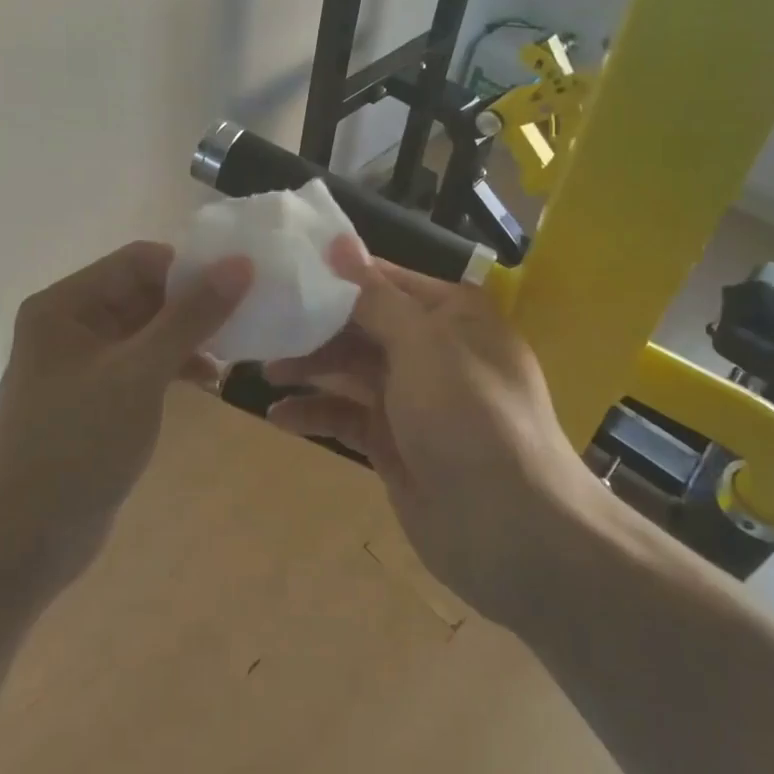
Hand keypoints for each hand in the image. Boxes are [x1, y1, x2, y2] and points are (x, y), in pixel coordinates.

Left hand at [0, 241, 252, 590]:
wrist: (27, 540)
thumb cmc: (79, 444)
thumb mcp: (140, 374)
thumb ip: (191, 316)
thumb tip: (240, 263)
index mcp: (65, 305)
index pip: (137, 261)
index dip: (189, 269)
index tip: (239, 286)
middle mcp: (69, 323)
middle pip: (142, 292)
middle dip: (192, 305)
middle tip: (245, 321)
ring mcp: (81, 362)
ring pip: (146, 329)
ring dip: (187, 337)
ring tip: (232, 352)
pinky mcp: (95, 396)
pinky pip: (141, 363)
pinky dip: (173, 365)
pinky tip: (209, 380)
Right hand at [264, 237, 604, 625]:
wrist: (511, 531)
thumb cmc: (469, 416)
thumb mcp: (423, 344)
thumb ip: (374, 297)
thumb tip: (340, 242)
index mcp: (450, 314)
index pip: (383, 279)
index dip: (334, 273)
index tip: (281, 267)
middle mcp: (432, 349)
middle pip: (361, 324)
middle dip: (314, 324)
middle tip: (261, 322)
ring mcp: (412, 399)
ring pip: (350, 370)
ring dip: (309, 367)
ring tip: (264, 369)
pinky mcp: (393, 442)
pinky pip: (347, 416)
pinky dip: (315, 413)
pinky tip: (278, 416)